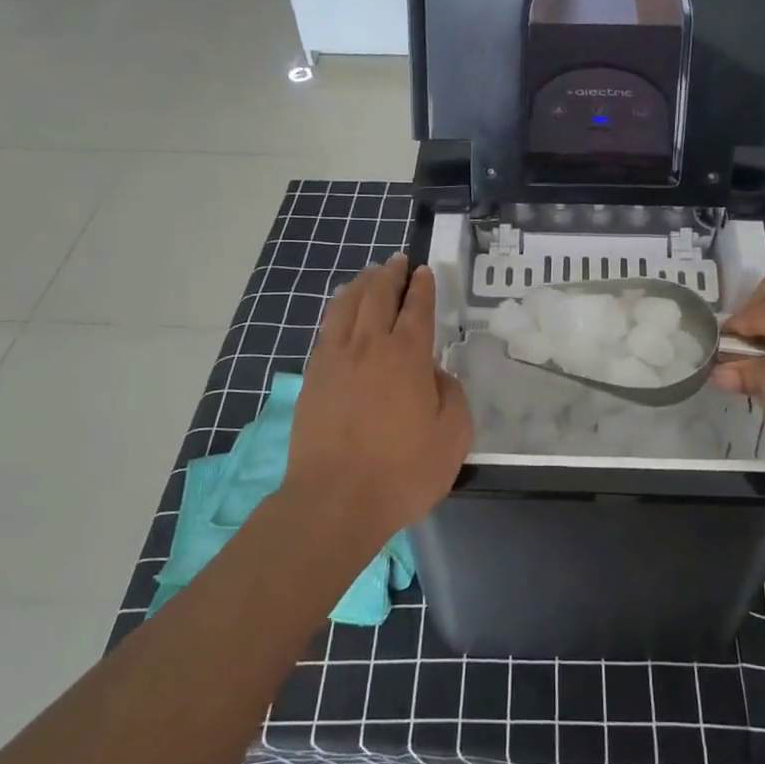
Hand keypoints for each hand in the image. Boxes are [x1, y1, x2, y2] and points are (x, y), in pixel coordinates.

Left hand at [284, 254, 472, 533]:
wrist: (334, 501)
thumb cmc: (402, 472)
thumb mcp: (453, 437)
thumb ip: (451, 395)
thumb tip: (436, 375)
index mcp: (407, 356)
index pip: (417, 309)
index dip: (422, 287)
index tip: (424, 272)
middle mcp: (369, 347)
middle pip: (378, 296)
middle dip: (390, 275)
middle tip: (398, 262)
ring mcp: (334, 361)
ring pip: (346, 307)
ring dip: (360, 285)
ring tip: (369, 275)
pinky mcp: (312, 379)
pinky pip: (326, 331)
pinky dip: (337, 311)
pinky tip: (340, 313)